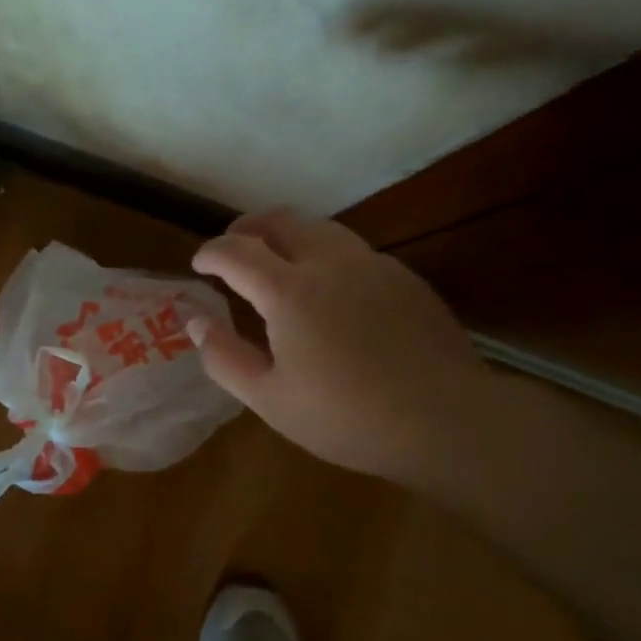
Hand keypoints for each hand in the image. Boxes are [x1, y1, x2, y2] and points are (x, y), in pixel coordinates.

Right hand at [189, 209, 492, 487]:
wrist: (446, 420)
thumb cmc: (347, 417)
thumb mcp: (269, 400)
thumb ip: (224, 357)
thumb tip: (195, 321)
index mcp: (289, 291)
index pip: (236, 251)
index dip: (211, 253)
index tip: (199, 264)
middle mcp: (330, 262)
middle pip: (280, 220)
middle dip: (247, 228)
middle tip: (234, 250)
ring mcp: (373, 265)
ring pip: (321, 228)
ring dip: (288, 236)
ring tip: (277, 264)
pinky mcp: (405, 278)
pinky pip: (353, 250)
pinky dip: (325, 255)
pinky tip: (330, 290)